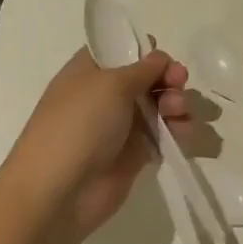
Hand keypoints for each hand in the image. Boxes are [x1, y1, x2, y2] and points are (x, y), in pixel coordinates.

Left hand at [1, 47, 191, 241]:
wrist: (58, 193)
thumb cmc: (78, 126)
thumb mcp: (110, 84)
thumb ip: (143, 67)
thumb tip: (160, 58)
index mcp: (90, 71)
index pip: (122, 49)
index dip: (146, 51)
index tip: (163, 59)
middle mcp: (106, 95)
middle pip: (148, 77)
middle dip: (169, 78)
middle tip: (178, 84)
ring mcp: (121, 125)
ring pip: (160, 105)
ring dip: (177, 103)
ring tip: (178, 113)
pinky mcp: (136, 154)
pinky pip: (165, 135)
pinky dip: (179, 131)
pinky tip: (184, 133)